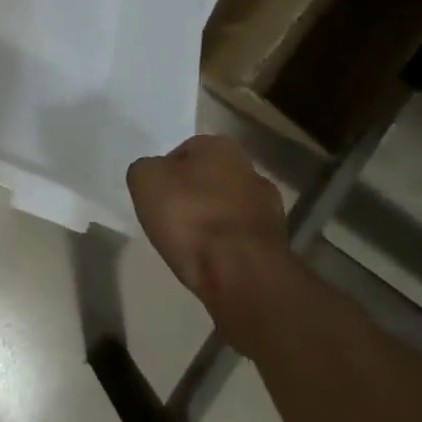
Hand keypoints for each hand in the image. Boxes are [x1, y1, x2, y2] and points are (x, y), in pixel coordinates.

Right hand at [128, 135, 289, 310]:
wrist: (242, 275)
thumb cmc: (190, 216)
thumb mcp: (144, 180)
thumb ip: (147, 170)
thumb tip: (156, 176)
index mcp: (220, 146)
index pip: (185, 151)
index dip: (167, 173)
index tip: (156, 197)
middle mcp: (250, 170)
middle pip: (211, 179)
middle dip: (194, 196)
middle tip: (172, 219)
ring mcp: (269, 209)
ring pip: (229, 210)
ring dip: (213, 222)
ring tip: (191, 246)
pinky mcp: (277, 246)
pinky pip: (241, 239)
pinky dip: (228, 248)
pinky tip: (212, 263)